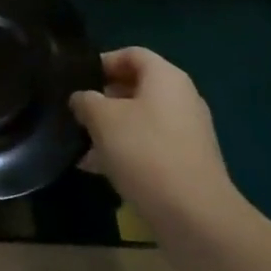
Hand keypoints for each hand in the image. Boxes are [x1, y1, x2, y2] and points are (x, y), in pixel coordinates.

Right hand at [71, 48, 246, 229]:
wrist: (195, 216)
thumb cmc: (145, 152)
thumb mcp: (103, 120)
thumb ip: (86, 101)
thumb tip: (81, 98)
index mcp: (166, 77)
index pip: (131, 54)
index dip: (102, 62)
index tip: (77, 80)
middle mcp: (182, 98)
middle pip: (136, 87)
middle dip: (103, 99)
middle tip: (76, 113)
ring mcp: (187, 132)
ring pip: (141, 119)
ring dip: (111, 129)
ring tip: (81, 146)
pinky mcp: (187, 162)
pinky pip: (150, 146)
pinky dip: (125, 151)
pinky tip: (98, 169)